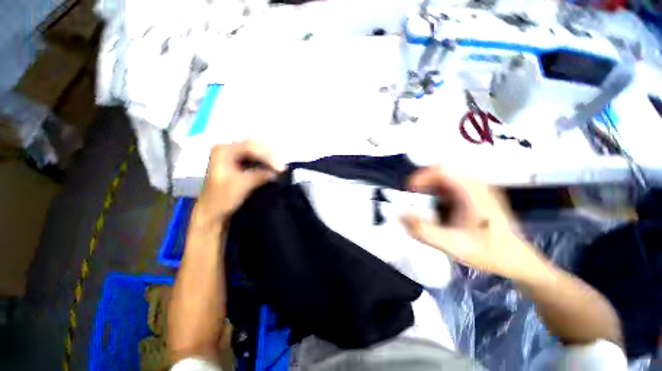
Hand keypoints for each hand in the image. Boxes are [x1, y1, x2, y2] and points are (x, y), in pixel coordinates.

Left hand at [195, 141, 282, 224]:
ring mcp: (233, 156)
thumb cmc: (222, 198)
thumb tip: (277, 173)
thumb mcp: (242, 185)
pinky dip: (265, 164)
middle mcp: (228, 149)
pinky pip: (255, 160)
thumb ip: (260, 175)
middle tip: (282, 167)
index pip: (251, 147)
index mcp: (224, 151)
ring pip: (256, 153)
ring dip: (269, 160)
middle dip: (270, 156)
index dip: (268, 156)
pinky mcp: (238, 164)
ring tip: (280, 169)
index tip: (280, 168)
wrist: (212, 213)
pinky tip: (273, 170)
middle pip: (254, 147)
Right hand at [402, 167, 545, 280]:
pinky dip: (439, 193)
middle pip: (442, 173)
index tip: (410, 192)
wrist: (519, 261)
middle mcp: (476, 185)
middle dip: (423, 184)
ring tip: (423, 204)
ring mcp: (478, 189)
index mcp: (472, 192)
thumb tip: (401, 215)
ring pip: (447, 179)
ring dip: (430, 188)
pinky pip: (453, 187)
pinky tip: (439, 208)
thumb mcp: (453, 245)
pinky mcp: (478, 196)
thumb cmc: (489, 253)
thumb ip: (424, 231)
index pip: (440, 170)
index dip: (420, 177)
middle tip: (414, 199)